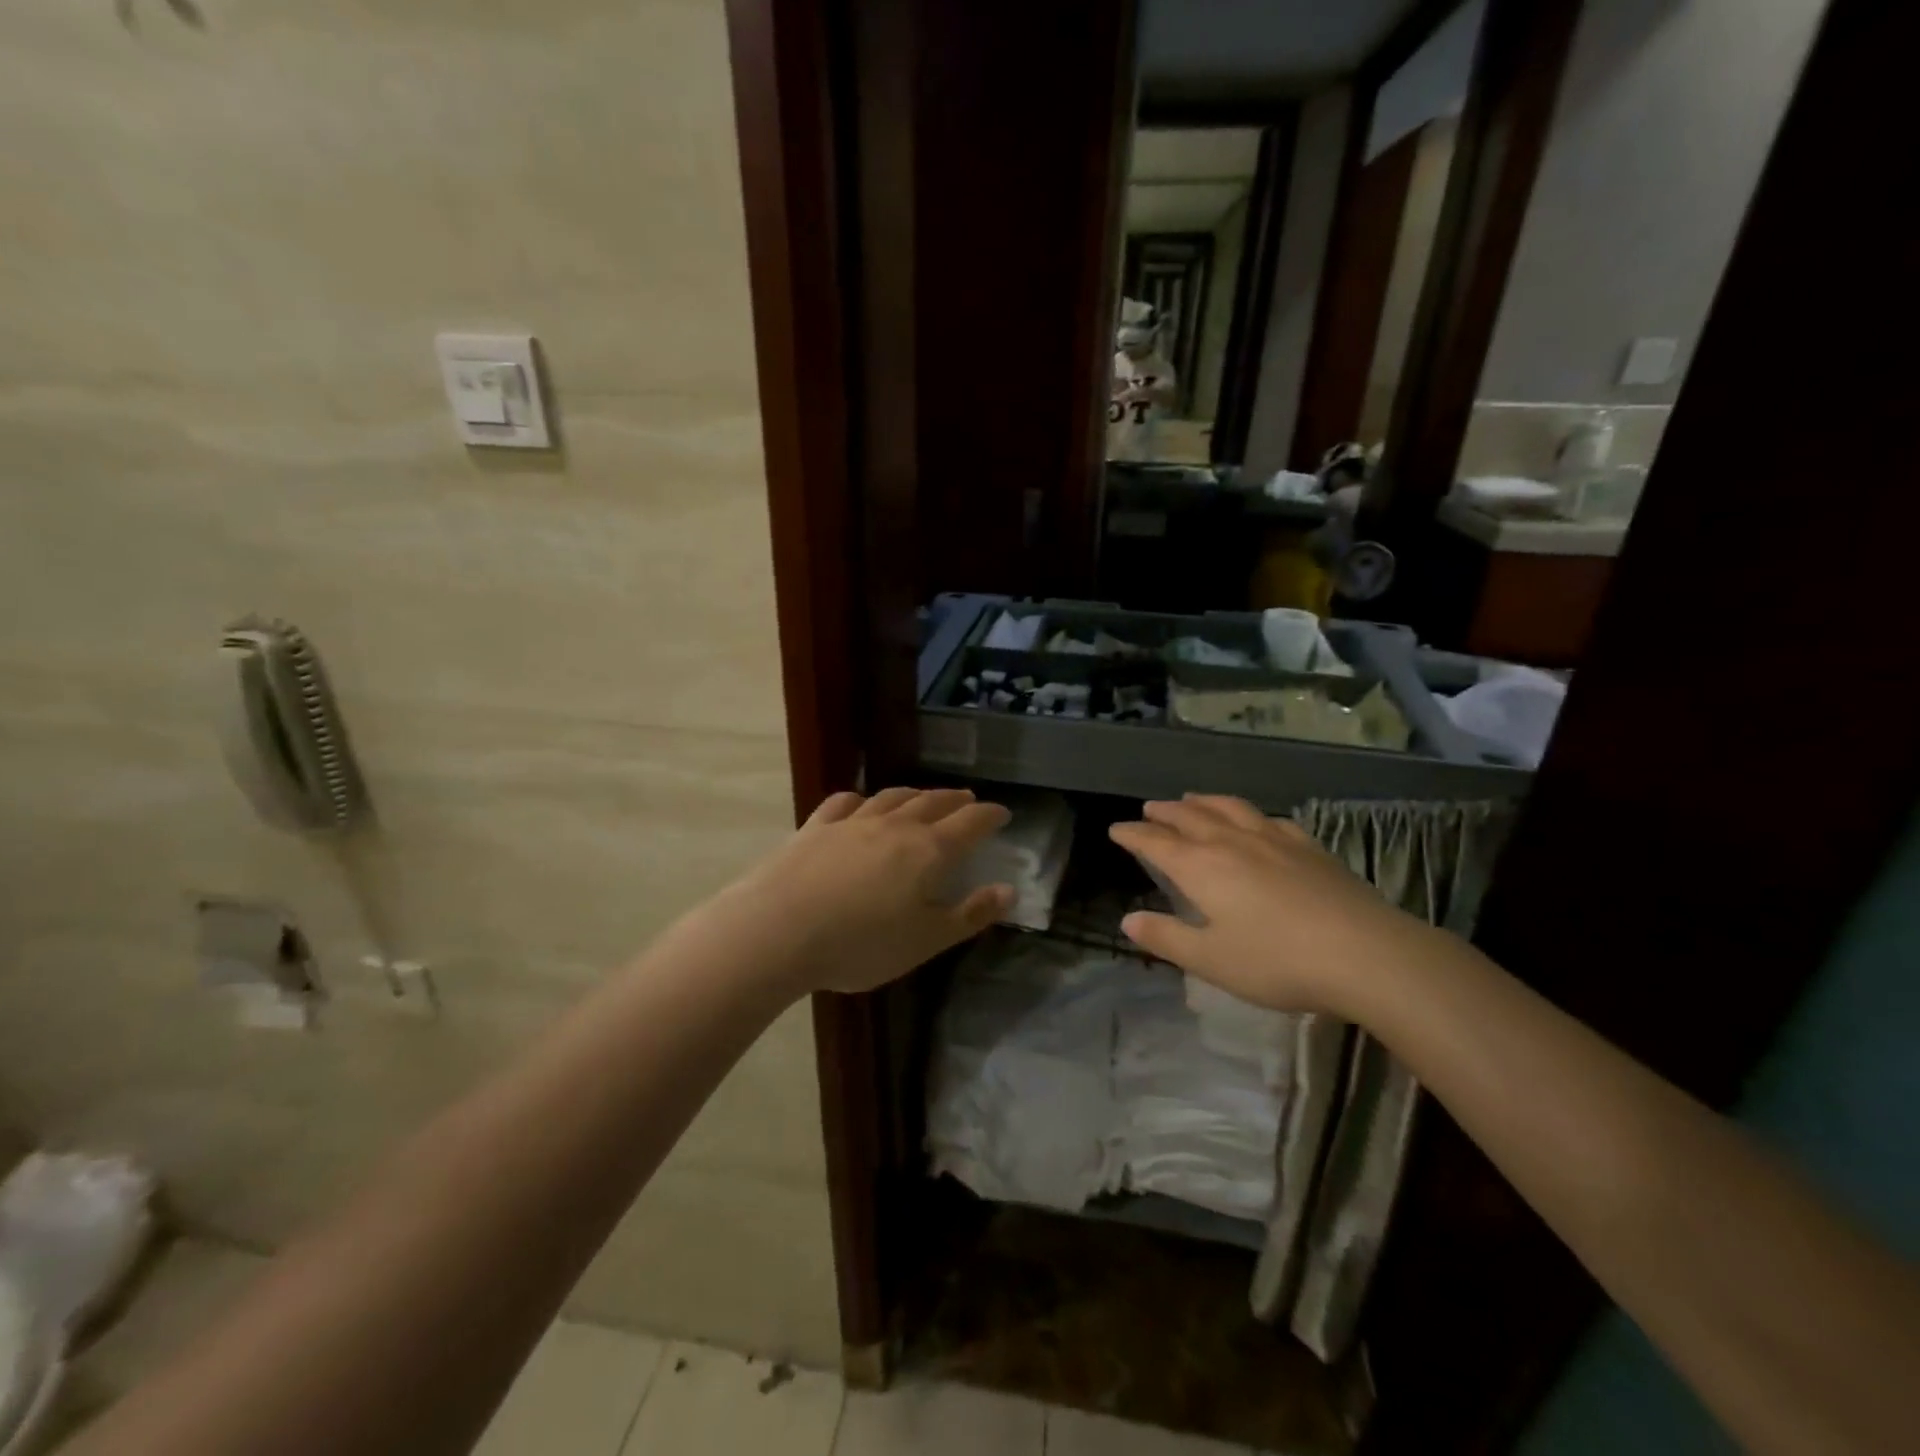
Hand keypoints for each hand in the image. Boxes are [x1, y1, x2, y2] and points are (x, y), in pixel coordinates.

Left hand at [695, 788, 1013, 996]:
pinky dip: (862, 800)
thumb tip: (1008, 891)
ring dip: (914, 795)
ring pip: (892, 798)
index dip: (990, 816)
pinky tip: (860, 804)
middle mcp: (894, 825)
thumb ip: (969, 915)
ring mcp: (852, 822)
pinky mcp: (816, 827)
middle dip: (955, 800)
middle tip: (968, 799)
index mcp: (928, 850)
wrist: (778, 930)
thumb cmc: (861, 943)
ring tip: (924, 797)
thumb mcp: (925, 940)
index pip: (970, 823)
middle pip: (933, 802)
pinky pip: (845, 803)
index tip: (1002, 814)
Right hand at [1108, 795, 1435, 1015]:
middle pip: (1189, 817)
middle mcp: (1232, 843)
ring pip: (1229, 808)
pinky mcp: (1309, 847)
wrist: (1366, 954)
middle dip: (1164, 812)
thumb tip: (1127, 921)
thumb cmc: (1277, 961)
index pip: (1156, 843)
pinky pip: (1270, 819)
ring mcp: (1274, 840)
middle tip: (1149, 808)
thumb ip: (1166, 938)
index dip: (1132, 834)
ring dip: (1203, 801)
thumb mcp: (1210, 960)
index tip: (1116, 829)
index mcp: (1201, 867)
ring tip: (1191, 798)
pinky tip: (1255, 820)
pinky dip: (1250, 814)